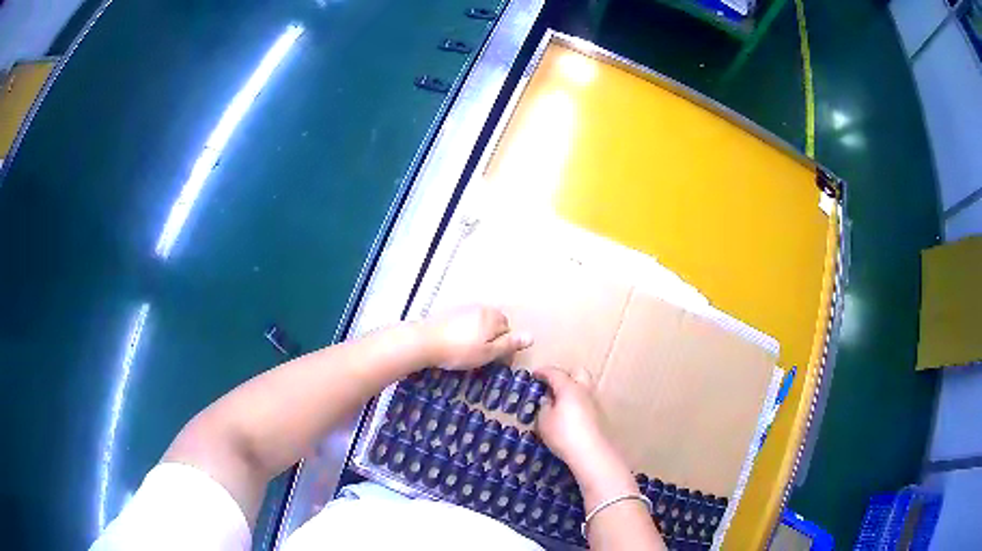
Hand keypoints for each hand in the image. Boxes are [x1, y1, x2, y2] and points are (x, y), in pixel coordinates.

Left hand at [421, 305, 531, 369]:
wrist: (424, 341)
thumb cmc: (460, 350)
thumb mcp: (488, 352)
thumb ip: (510, 344)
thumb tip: (532, 336)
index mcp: (493, 318)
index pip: (508, 330)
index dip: (505, 347)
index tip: (498, 362)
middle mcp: (480, 309)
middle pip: (494, 324)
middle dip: (493, 338)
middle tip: (484, 357)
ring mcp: (463, 309)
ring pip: (479, 323)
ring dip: (480, 335)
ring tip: (469, 352)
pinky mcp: (449, 313)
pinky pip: (465, 322)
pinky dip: (466, 332)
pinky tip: (456, 344)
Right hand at [533, 365, 611, 466]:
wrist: (592, 453)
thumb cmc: (564, 434)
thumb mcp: (544, 421)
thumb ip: (544, 407)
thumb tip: (548, 400)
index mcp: (569, 388)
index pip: (555, 373)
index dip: (543, 372)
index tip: (535, 374)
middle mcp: (585, 391)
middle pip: (579, 373)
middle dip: (566, 375)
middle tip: (553, 386)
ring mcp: (595, 403)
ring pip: (585, 388)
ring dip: (573, 391)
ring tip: (560, 404)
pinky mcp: (601, 416)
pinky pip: (587, 402)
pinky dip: (578, 404)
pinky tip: (570, 417)